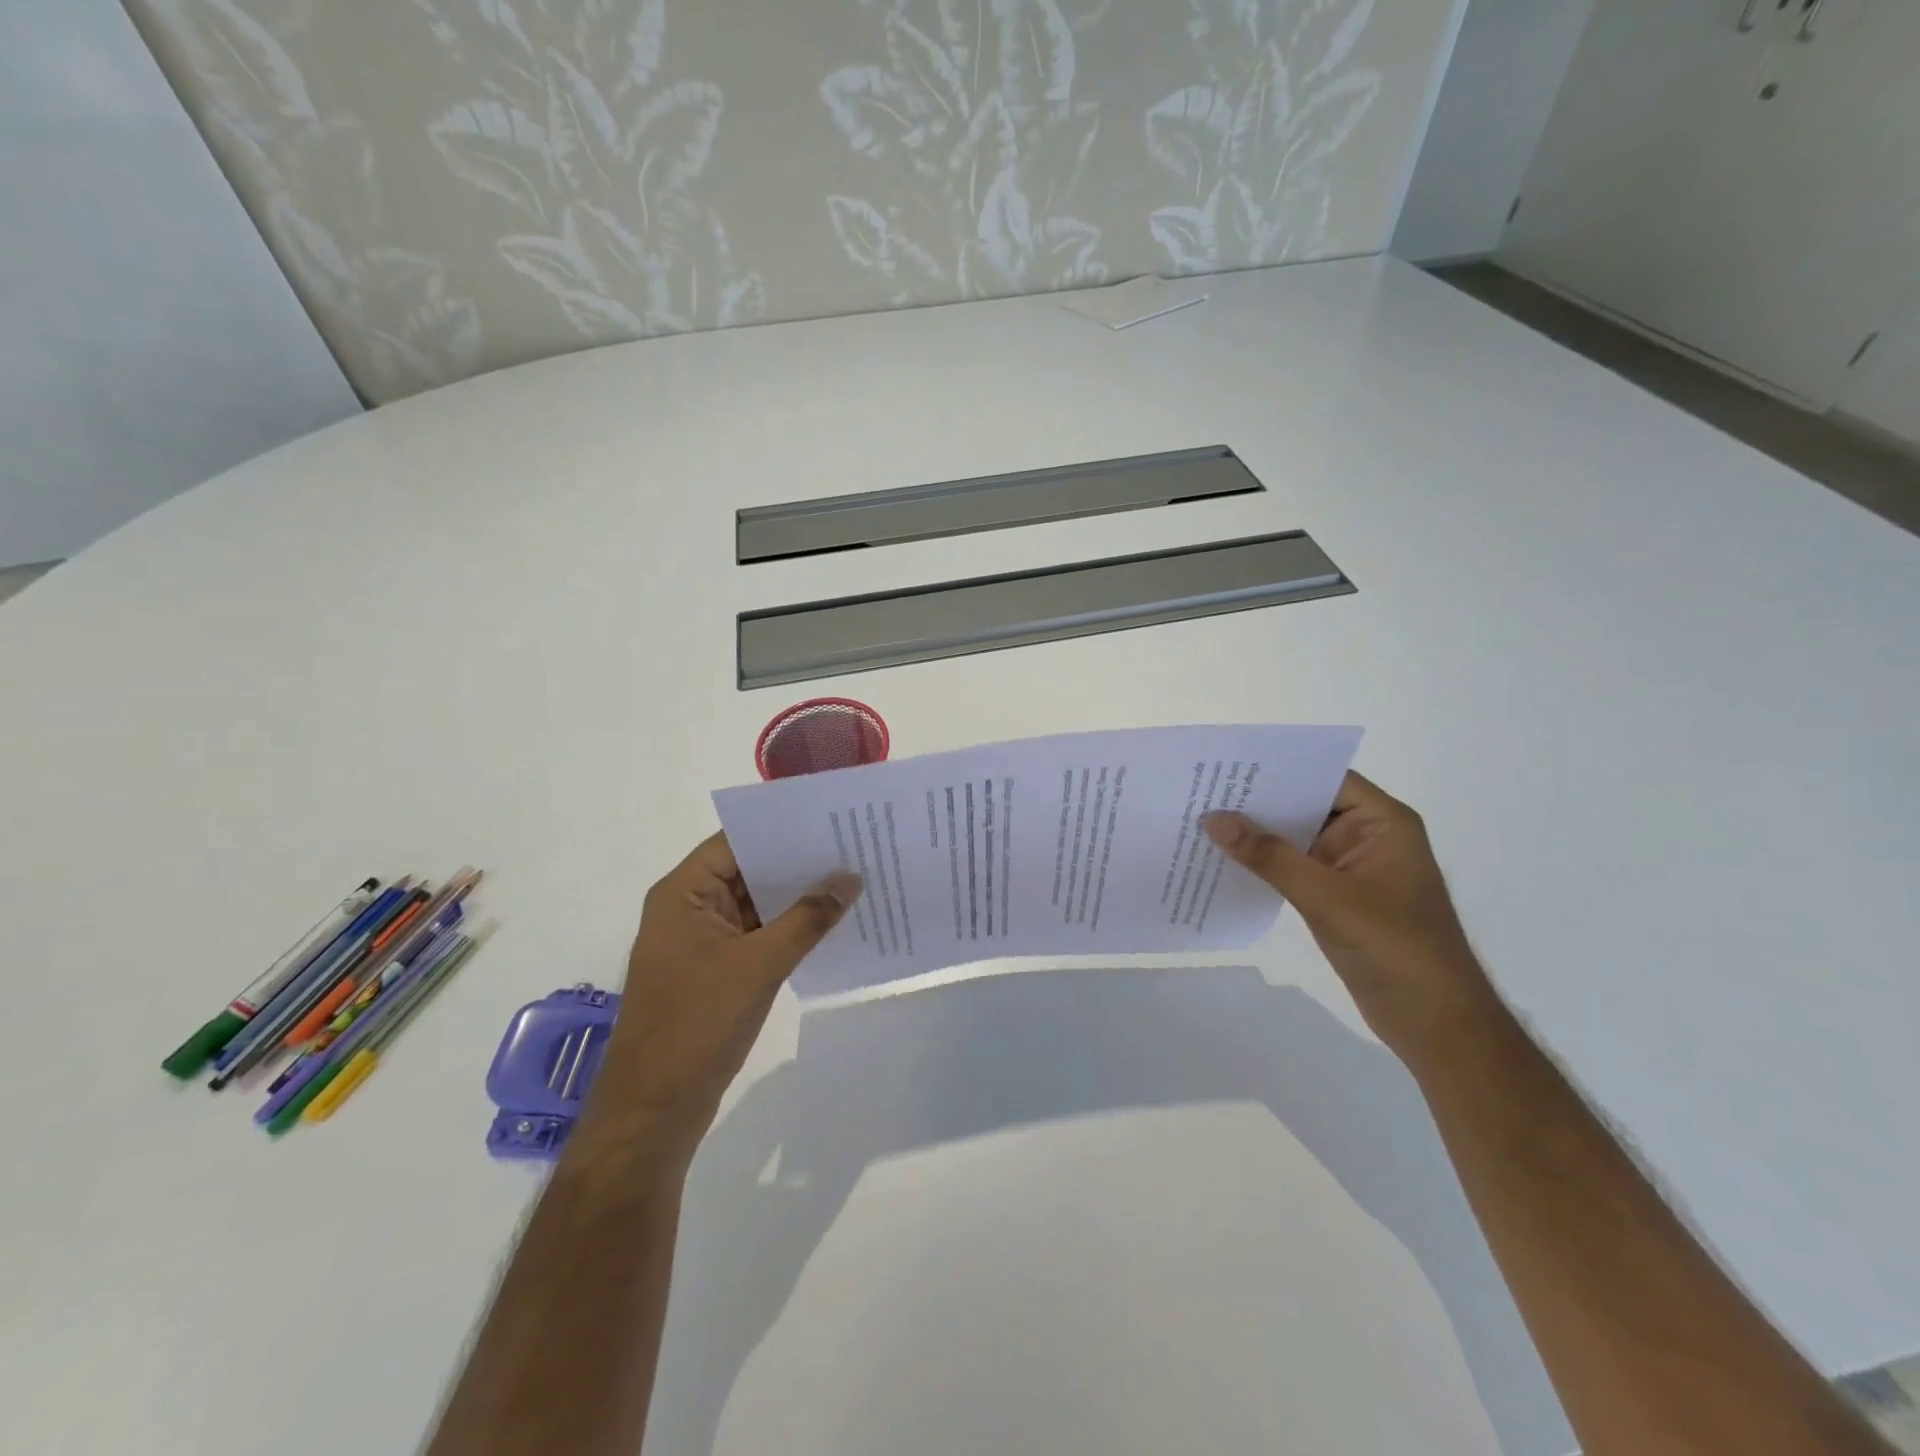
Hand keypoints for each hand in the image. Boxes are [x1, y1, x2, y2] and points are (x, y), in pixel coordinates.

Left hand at [570, 834, 860, 1171]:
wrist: (655, 1110)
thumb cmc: (698, 1024)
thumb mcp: (760, 964)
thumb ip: (807, 918)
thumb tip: (849, 879)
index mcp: (683, 893)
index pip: (736, 841)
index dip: (781, 829)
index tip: (830, 821)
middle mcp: (688, 908)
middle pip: (747, 871)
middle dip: (797, 864)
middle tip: (852, 848)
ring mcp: (700, 942)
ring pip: (754, 905)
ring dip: (795, 898)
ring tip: (850, 881)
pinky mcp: (714, 971)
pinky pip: (756, 935)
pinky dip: (787, 929)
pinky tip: (828, 925)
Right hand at [1203, 773, 1494, 1057]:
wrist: (1436, 1024)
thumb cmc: (1395, 949)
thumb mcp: (1328, 897)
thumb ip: (1270, 857)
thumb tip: (1213, 819)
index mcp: (1382, 823)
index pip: (1325, 777)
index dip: (1279, 768)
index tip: (1228, 765)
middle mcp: (1367, 836)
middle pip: (1306, 804)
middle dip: (1258, 801)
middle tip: (1202, 790)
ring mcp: (1351, 868)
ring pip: (1295, 838)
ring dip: (1256, 833)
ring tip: (1202, 819)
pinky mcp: (1337, 897)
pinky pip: (1293, 868)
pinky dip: (1263, 864)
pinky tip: (1224, 860)